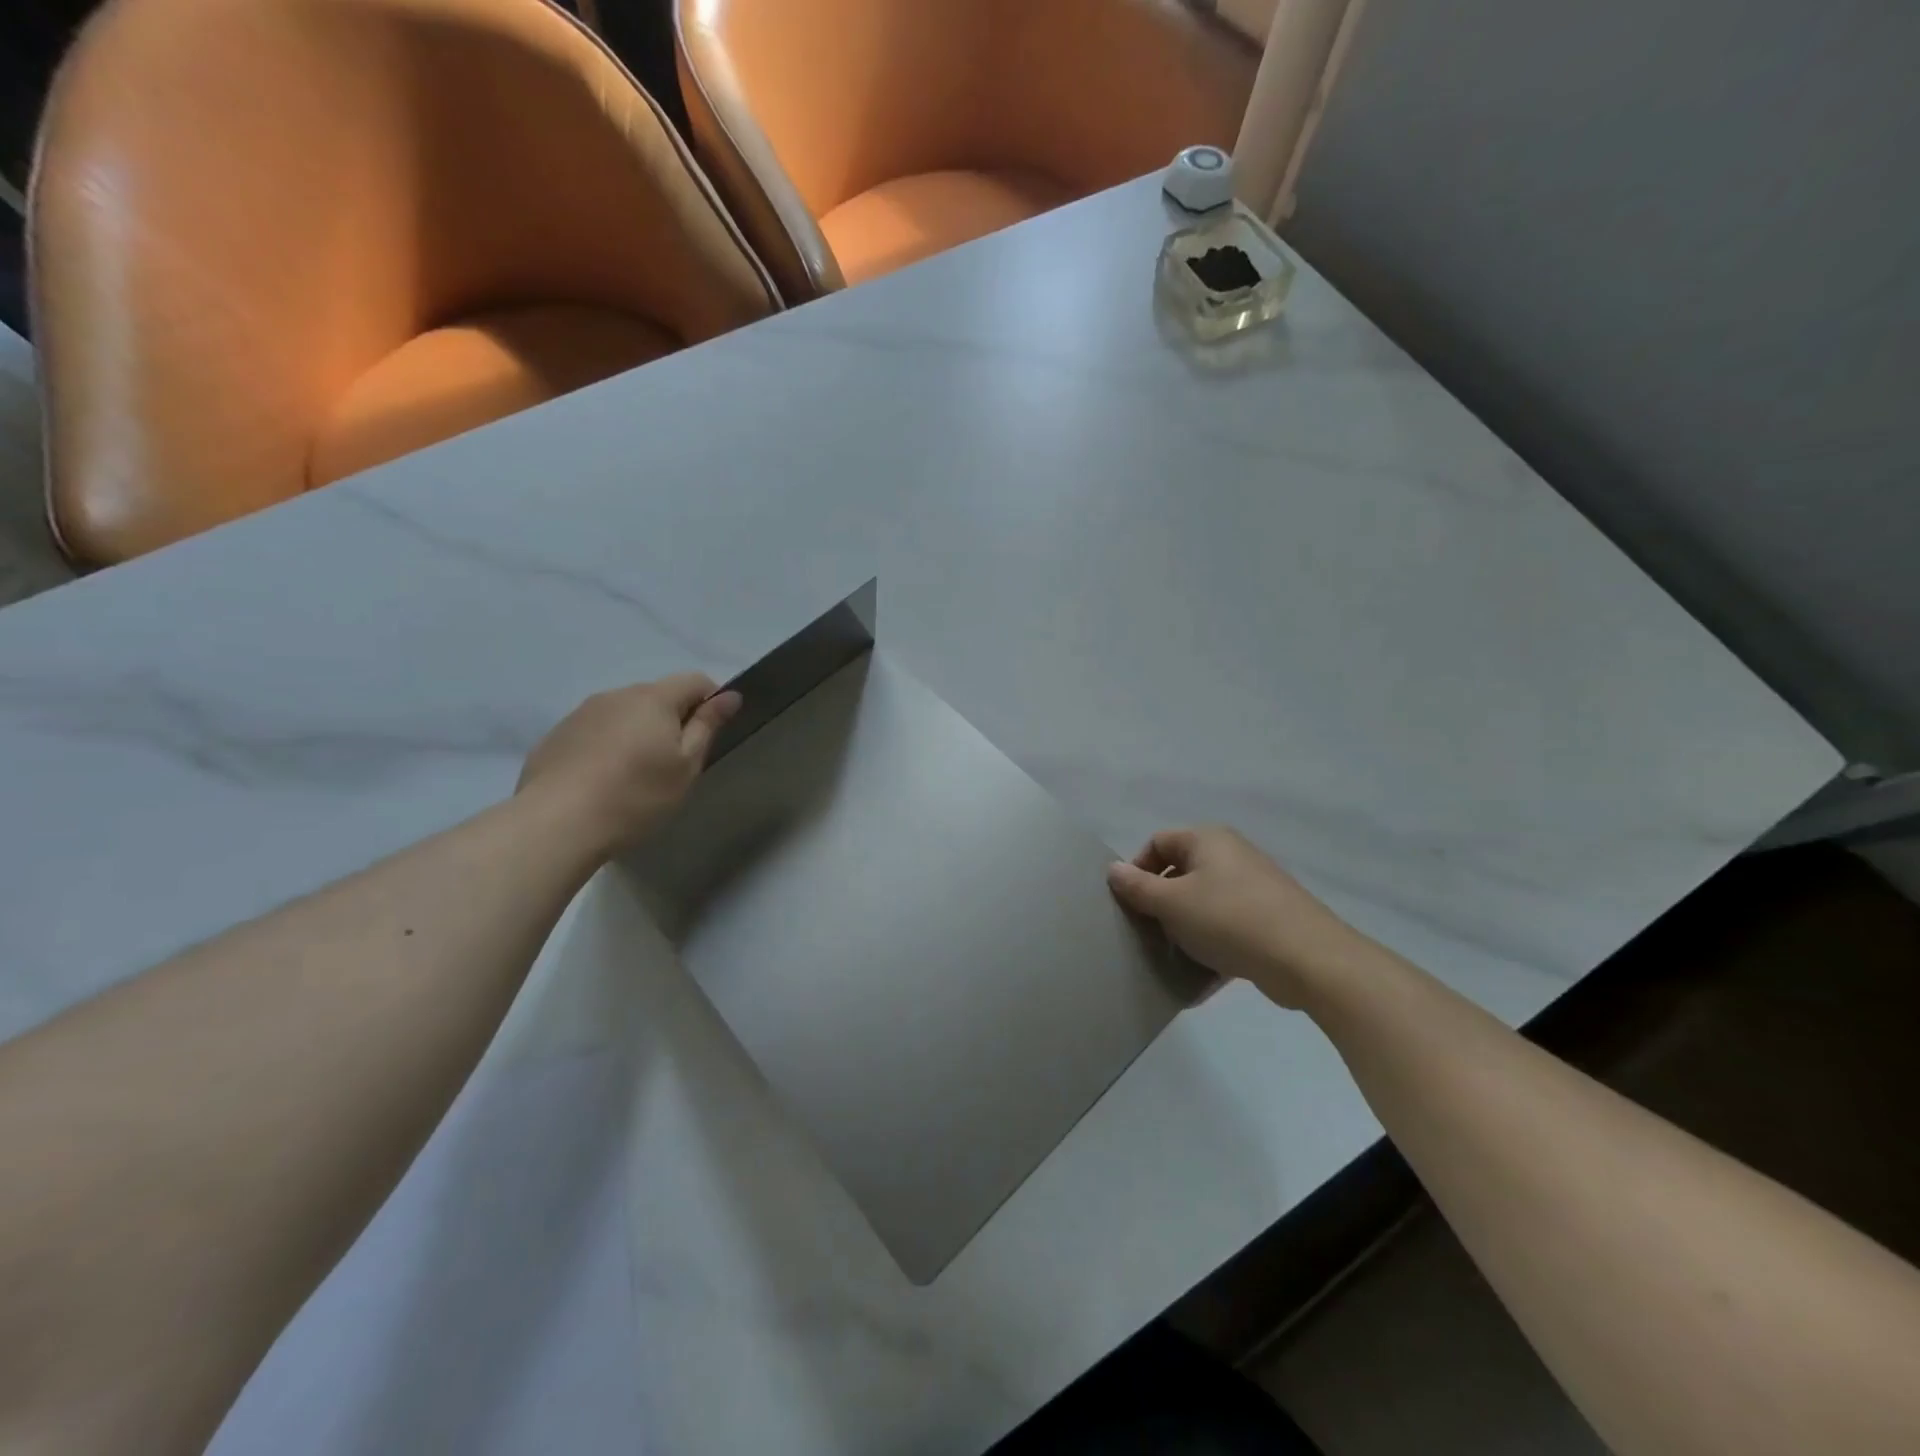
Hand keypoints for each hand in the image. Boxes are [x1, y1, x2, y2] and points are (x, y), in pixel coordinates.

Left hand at [517, 674, 741, 855]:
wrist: (557, 823)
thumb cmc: (636, 795)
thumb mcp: (685, 766)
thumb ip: (707, 726)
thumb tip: (730, 696)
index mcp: (653, 698)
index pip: (694, 680)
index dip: (711, 701)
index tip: (710, 735)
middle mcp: (616, 695)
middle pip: (657, 696)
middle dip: (672, 720)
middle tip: (674, 764)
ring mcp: (581, 713)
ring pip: (624, 714)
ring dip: (638, 733)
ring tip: (635, 776)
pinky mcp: (556, 736)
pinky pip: (595, 732)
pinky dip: (608, 747)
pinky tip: (602, 782)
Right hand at [1106, 826, 1370, 1008]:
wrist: (1308, 959)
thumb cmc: (1229, 920)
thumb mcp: (1172, 903)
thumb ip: (1137, 887)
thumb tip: (1113, 869)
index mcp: (1207, 840)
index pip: (1157, 843)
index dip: (1137, 870)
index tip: (1130, 905)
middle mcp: (1231, 855)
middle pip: (1181, 874)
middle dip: (1161, 905)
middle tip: (1148, 934)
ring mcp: (1254, 887)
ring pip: (1203, 904)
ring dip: (1184, 931)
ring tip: (1173, 960)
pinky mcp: (1269, 919)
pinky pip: (1227, 928)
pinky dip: (1212, 948)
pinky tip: (1200, 979)